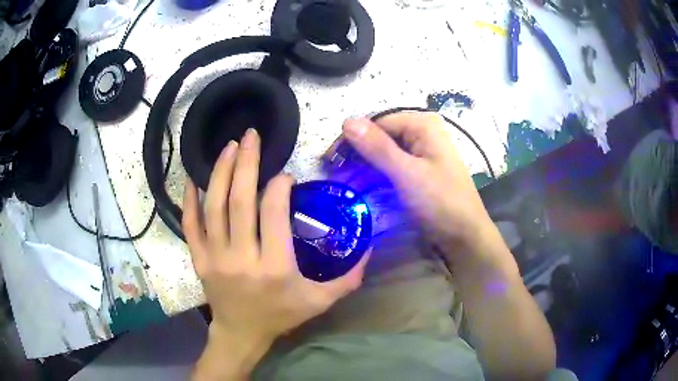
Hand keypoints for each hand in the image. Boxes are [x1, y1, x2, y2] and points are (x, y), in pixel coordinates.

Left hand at [183, 128, 367, 346]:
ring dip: (221, 172)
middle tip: (252, 135)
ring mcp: (215, 257)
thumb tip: (370, 246)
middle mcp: (242, 258)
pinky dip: (189, 200)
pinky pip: (190, 224)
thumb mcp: (320, 301)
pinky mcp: (199, 258)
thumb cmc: (281, 316)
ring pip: (214, 207)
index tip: (286, 175)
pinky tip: (192, 177)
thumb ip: (348, 278)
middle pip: (240, 202)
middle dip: (247, 163)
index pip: (273, 214)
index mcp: (274, 267)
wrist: (241, 333)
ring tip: (230, 147)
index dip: (279, 187)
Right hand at [342, 112, 493, 252]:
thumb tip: (346, 120)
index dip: (351, 140)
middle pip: (379, 136)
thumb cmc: (441, 203)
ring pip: (383, 151)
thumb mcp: (407, 174)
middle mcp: (422, 132)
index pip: (376, 123)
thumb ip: (377, 147)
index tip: (329, 161)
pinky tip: (362, 185)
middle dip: (356, 154)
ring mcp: (422, 150)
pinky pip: (392, 165)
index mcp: (422, 124)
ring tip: (344, 183)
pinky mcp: (420, 168)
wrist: (465, 236)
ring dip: (363, 166)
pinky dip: (375, 174)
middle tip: (334, 175)